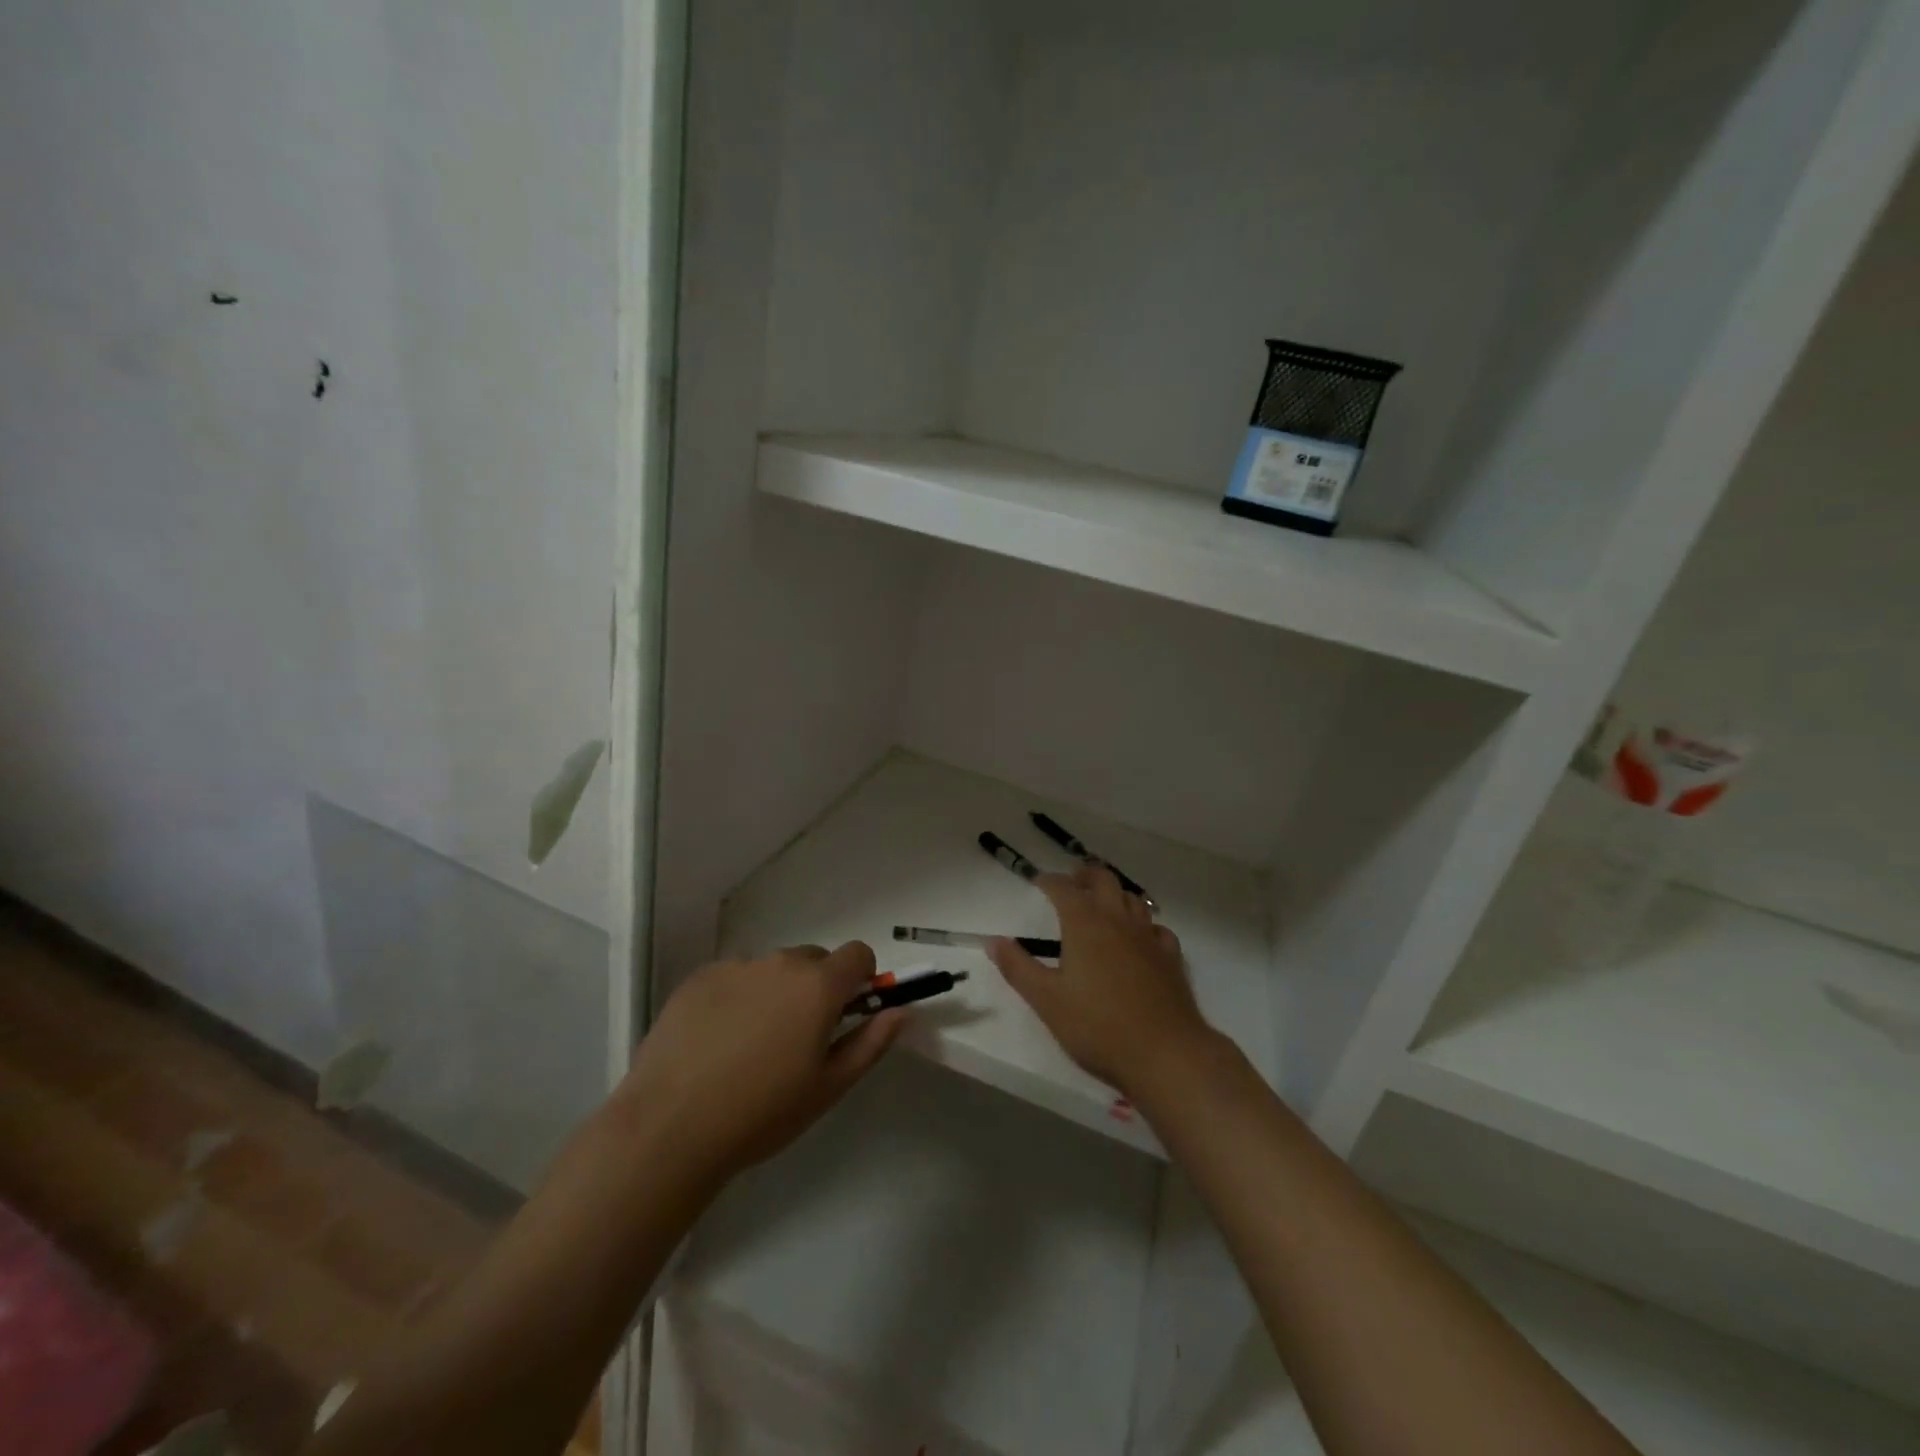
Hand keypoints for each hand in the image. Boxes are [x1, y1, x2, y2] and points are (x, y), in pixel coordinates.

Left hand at [616, 942, 904, 1181]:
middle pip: (814, 960)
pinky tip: (716, 1042)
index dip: (861, 978)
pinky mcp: (699, 978)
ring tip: (750, 1045)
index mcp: (818, 985)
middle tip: (798, 1038)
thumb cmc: (762, 1113)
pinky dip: (737, 997)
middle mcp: (780, 963)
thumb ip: (872, 1042)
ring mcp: (736, 967)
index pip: (858, 953)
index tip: (849, 1011)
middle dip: (817, 988)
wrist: (670, 1126)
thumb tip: (901, 1010)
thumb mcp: (828, 1086)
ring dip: (776, 992)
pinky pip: (734, 977)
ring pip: (772, 969)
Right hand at [988, 864, 1215, 1096]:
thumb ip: (1018, 968)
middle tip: (1073, 881)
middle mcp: (1118, 921)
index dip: (1050, 881)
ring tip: (1104, 903)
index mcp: (1085, 925)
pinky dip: (1144, 924)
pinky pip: (1156, 928)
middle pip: (1104, 880)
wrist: (1165, 1053)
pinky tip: (1140, 937)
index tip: (1039, 881)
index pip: (1064, 889)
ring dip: (1115, 893)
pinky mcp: (1171, 958)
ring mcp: (1149, 937)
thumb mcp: (1047, 1000)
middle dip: (1086, 876)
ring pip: (1133, 899)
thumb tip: (993, 940)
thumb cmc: (1098, 1027)